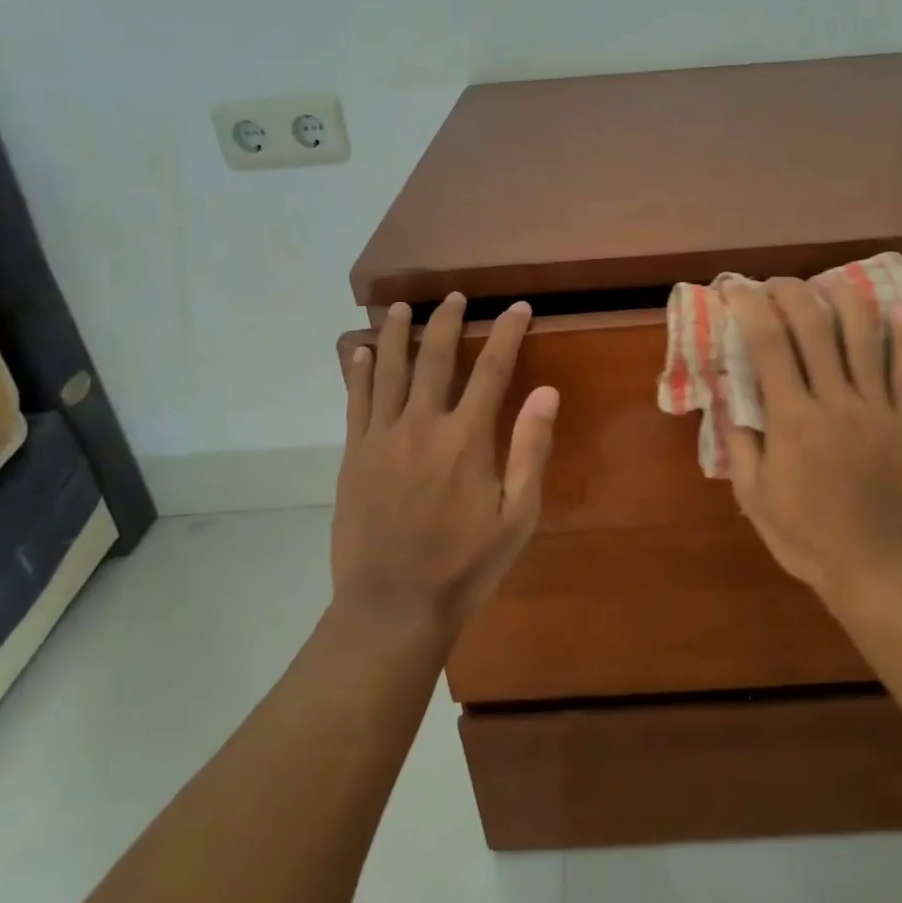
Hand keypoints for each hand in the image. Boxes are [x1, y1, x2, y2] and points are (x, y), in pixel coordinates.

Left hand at [330, 294, 558, 630]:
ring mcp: (383, 437)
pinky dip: (358, 371)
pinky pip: (356, 400)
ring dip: (397, 334)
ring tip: (403, 307)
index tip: (518, 308)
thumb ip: (531, 450)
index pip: (493, 369)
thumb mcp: (518, 517)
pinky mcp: (355, 455)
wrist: (394, 606)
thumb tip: (546, 392)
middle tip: (455, 296)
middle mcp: (423, 424)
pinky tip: (359, 351)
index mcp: (468, 438)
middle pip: (436, 357)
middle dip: (448, 320)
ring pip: (390, 369)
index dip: (508, 332)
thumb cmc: (466, 566)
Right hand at [721, 278, 901, 606]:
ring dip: (843, 299)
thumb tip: (727, 397)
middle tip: (774, 285)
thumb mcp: (754, 496)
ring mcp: (877, 408)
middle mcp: (836, 401)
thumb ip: (739, 442)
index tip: (737, 291)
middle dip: (790, 293)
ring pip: (864, 336)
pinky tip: (897, 311)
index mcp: (792, 420)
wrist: (877, 569)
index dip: (750, 308)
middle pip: (814, 326)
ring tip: (826, 287)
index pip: (769, 345)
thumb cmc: (806, 537)